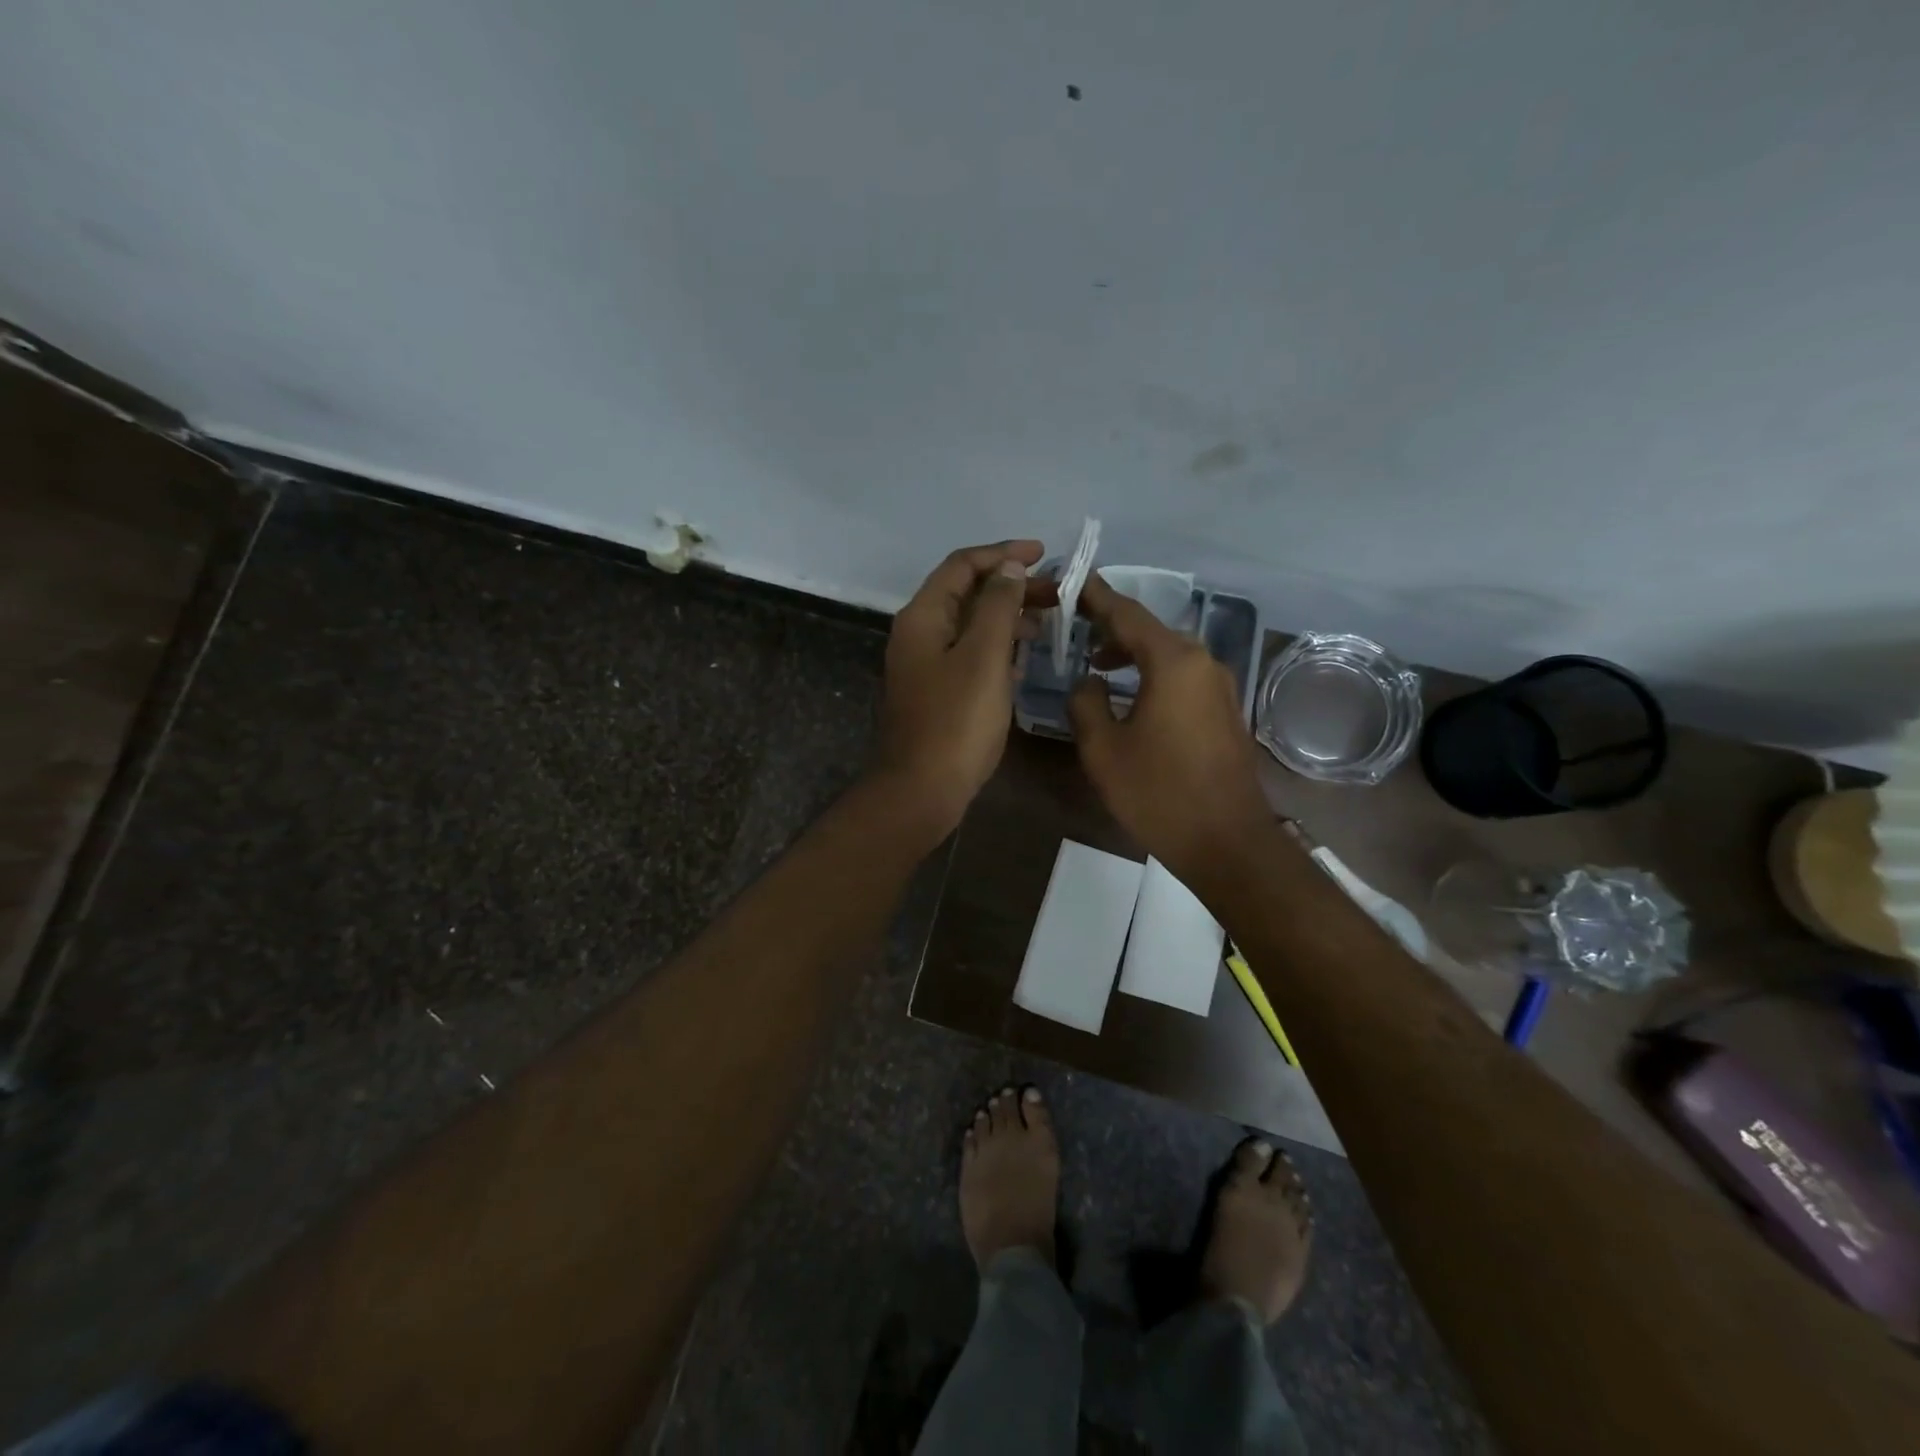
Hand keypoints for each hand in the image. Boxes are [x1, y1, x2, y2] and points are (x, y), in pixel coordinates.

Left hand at [875, 540, 1054, 834]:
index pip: (962, 566)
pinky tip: (1024, 657)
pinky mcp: (938, 692)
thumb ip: (997, 606)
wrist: (922, 789)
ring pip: (971, 626)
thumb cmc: (956, 721)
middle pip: (967, 594)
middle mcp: (919, 633)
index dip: (1002, 554)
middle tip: (1057, 593)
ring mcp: (927, 665)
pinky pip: (971, 655)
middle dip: (1011, 587)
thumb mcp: (983, 657)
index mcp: (923, 617)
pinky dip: (998, 647)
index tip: (1043, 555)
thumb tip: (1008, 568)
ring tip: (1049, 622)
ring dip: (1008, 617)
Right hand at [1068, 573, 1275, 887]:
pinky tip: (1131, 694)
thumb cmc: (1159, 793)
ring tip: (1096, 664)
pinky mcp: (1225, 710)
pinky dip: (1153, 673)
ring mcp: (1220, 686)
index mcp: (1173, 662)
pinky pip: (1182, 676)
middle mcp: (1202, 662)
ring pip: (1167, 653)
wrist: (1227, 842)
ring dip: (1131, 653)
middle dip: (1110, 627)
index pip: (1125, 613)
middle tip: (1073, 629)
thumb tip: (1088, 681)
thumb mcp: (1103, 750)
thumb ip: (1085, 703)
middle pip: (1149, 630)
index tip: (1070, 581)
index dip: (1094, 597)